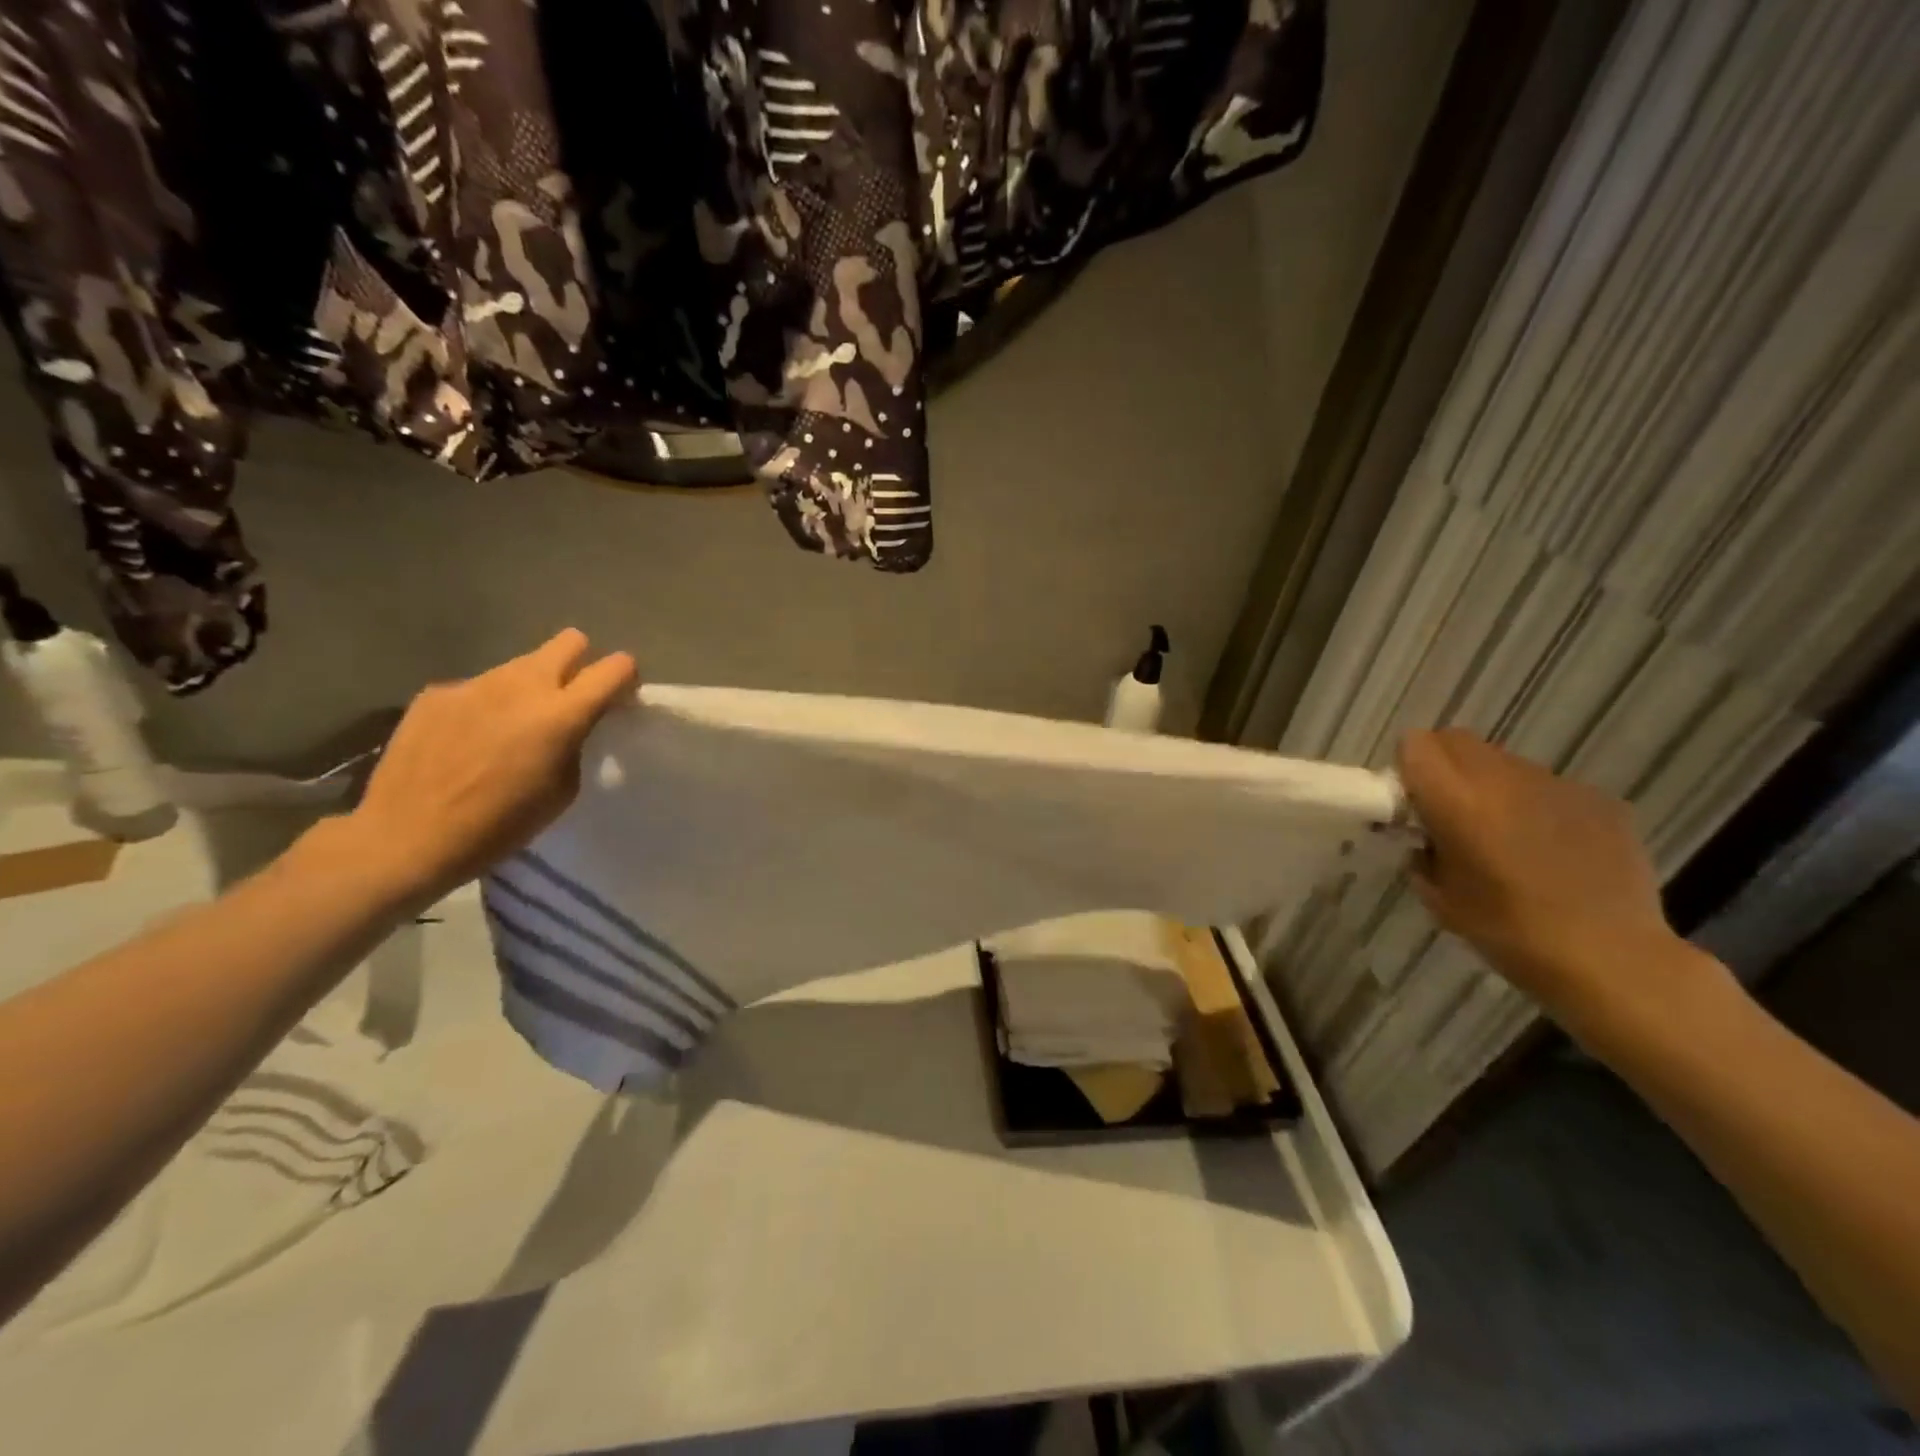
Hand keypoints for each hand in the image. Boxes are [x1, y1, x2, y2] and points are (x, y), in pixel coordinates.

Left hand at [334, 631, 638, 907]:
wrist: (406, 837)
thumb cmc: (499, 826)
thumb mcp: (562, 790)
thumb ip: (576, 742)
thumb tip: (574, 723)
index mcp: (561, 714)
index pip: (615, 668)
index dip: (625, 678)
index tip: (620, 699)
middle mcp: (521, 685)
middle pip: (569, 641)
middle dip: (580, 663)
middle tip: (571, 700)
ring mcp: (474, 683)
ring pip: (521, 666)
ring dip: (530, 688)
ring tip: (512, 728)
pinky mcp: (437, 692)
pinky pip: (478, 688)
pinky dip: (486, 707)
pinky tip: (468, 741)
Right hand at [1397, 729, 1707, 1026]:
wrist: (1612, 960)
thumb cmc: (1509, 933)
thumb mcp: (1439, 896)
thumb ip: (1421, 852)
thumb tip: (1424, 837)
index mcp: (1457, 800)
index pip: (1416, 744)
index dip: (1408, 768)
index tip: (1412, 803)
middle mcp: (1505, 779)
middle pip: (1457, 740)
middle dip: (1444, 767)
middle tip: (1449, 814)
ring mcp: (1558, 785)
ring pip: (1504, 762)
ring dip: (1491, 786)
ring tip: (1505, 837)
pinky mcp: (1601, 800)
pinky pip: (1549, 787)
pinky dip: (1537, 807)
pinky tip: (1552, 852)